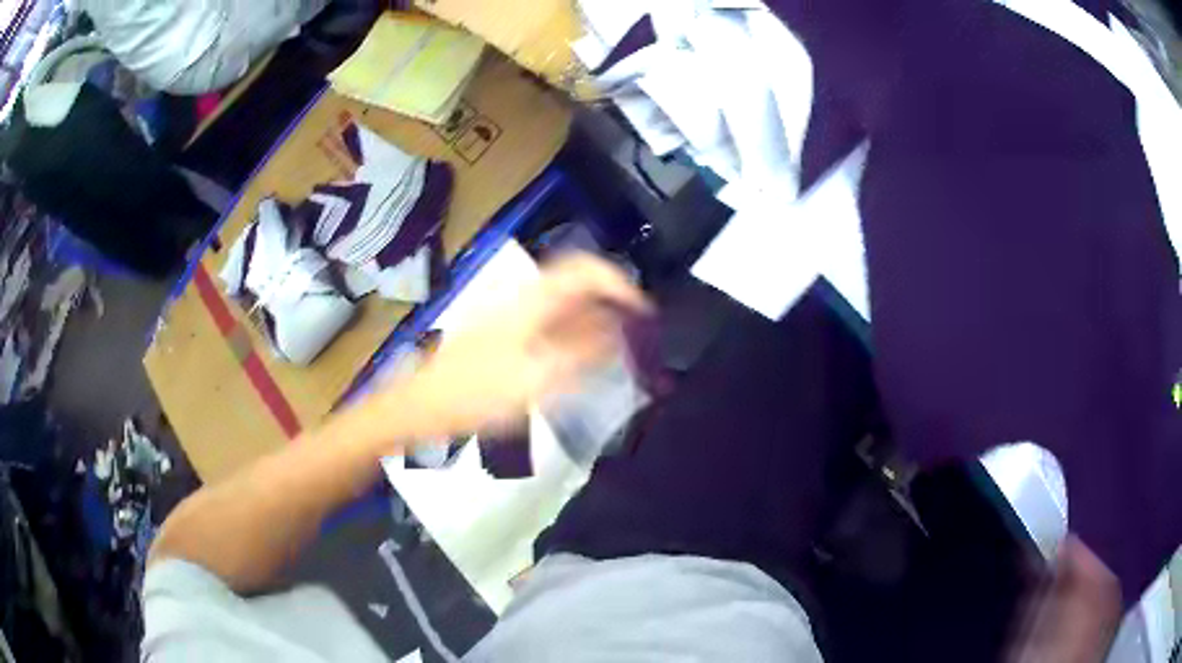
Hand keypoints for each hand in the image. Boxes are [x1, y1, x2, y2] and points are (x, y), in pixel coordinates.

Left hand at [381, 254, 651, 438]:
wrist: (423, 405)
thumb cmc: (475, 392)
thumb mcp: (536, 376)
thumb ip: (582, 352)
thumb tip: (617, 333)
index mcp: (533, 300)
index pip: (587, 269)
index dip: (620, 283)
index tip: (644, 312)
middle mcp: (526, 300)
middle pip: (580, 287)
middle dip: (614, 307)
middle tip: (638, 338)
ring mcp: (515, 318)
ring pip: (568, 308)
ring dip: (596, 325)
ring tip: (618, 356)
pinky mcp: (508, 337)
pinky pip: (553, 328)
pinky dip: (576, 340)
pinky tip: (582, 368)